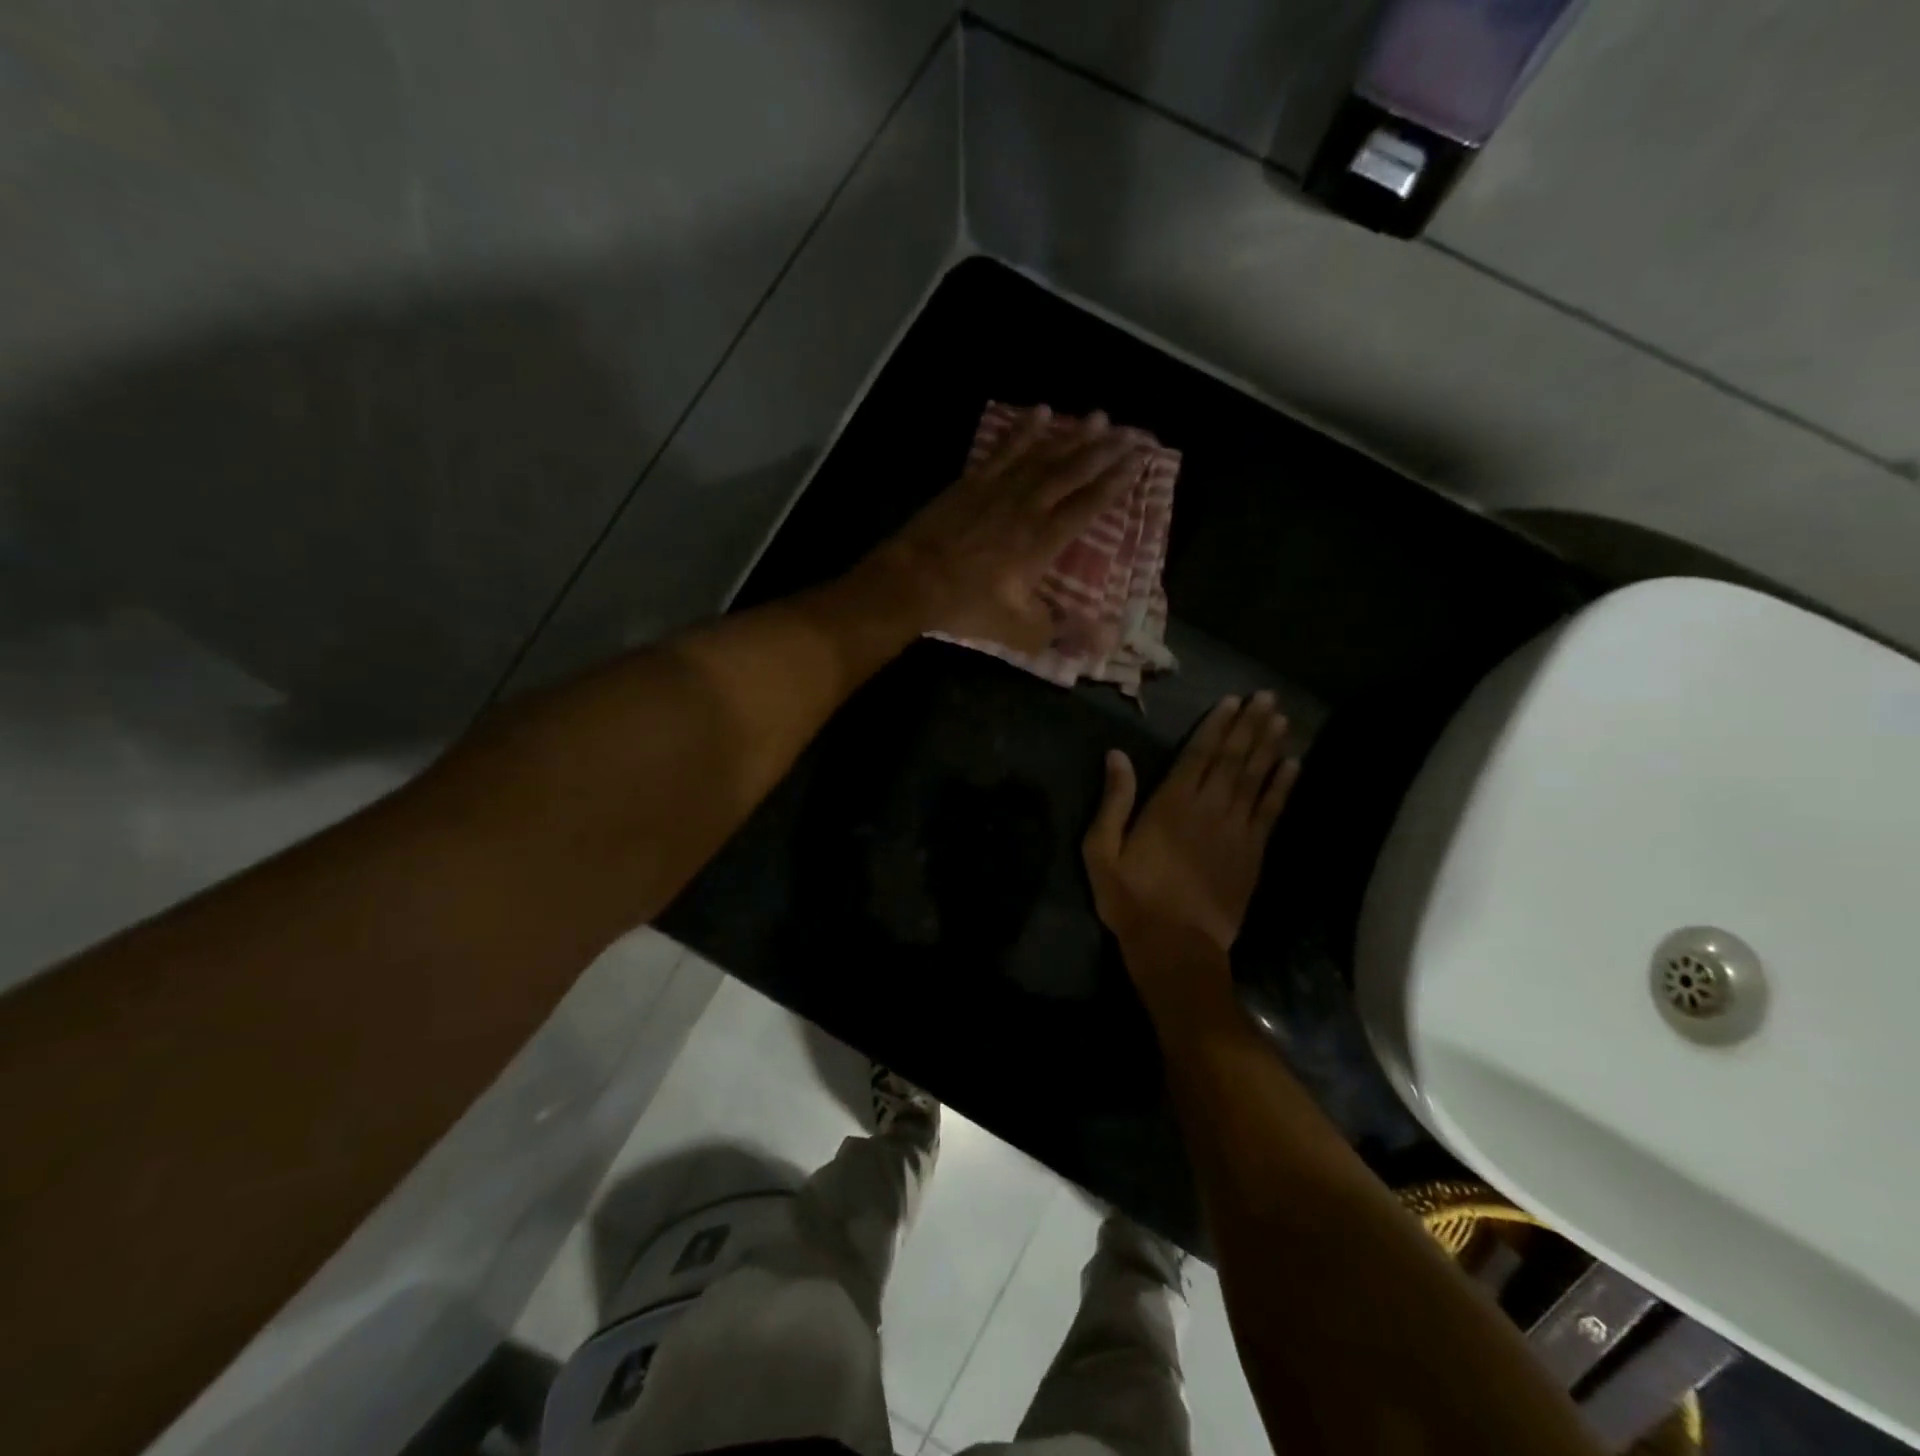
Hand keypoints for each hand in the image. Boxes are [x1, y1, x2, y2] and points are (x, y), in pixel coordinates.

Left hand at [854, 406, 1148, 651]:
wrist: (913, 581)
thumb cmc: (966, 606)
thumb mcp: (1017, 629)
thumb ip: (1059, 631)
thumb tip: (1104, 642)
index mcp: (1042, 541)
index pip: (1088, 506)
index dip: (1115, 483)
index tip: (1139, 462)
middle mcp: (1027, 507)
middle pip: (1073, 473)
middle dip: (1105, 451)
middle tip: (1132, 431)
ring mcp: (999, 489)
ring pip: (1043, 455)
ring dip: (1073, 435)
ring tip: (1099, 417)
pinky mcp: (972, 482)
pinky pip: (1004, 449)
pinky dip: (1023, 430)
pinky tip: (1040, 412)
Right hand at [1082, 693, 1299, 991]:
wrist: (1176, 946)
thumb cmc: (1132, 898)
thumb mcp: (1102, 851)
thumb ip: (1114, 801)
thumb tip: (1116, 756)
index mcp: (1170, 804)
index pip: (1198, 755)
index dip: (1216, 726)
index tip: (1232, 701)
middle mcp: (1208, 809)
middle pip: (1233, 759)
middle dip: (1249, 726)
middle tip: (1266, 698)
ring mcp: (1235, 831)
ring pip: (1256, 778)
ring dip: (1269, 746)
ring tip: (1281, 719)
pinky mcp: (1252, 853)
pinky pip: (1271, 812)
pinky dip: (1283, 786)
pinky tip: (1293, 765)